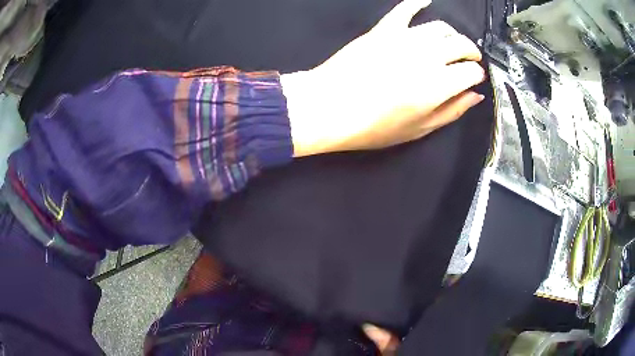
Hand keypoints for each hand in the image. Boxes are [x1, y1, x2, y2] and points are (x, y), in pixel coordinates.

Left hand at [282, 0, 485, 156]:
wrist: (329, 107)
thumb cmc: (374, 126)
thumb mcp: (419, 129)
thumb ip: (452, 111)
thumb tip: (475, 96)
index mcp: (439, 84)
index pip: (471, 71)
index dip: (477, 75)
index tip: (474, 79)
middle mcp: (427, 56)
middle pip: (461, 44)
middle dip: (471, 52)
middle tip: (470, 59)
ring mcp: (404, 39)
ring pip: (440, 27)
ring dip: (453, 35)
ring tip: (452, 43)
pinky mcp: (383, 30)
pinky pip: (404, 10)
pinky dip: (417, 3)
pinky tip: (425, 1)